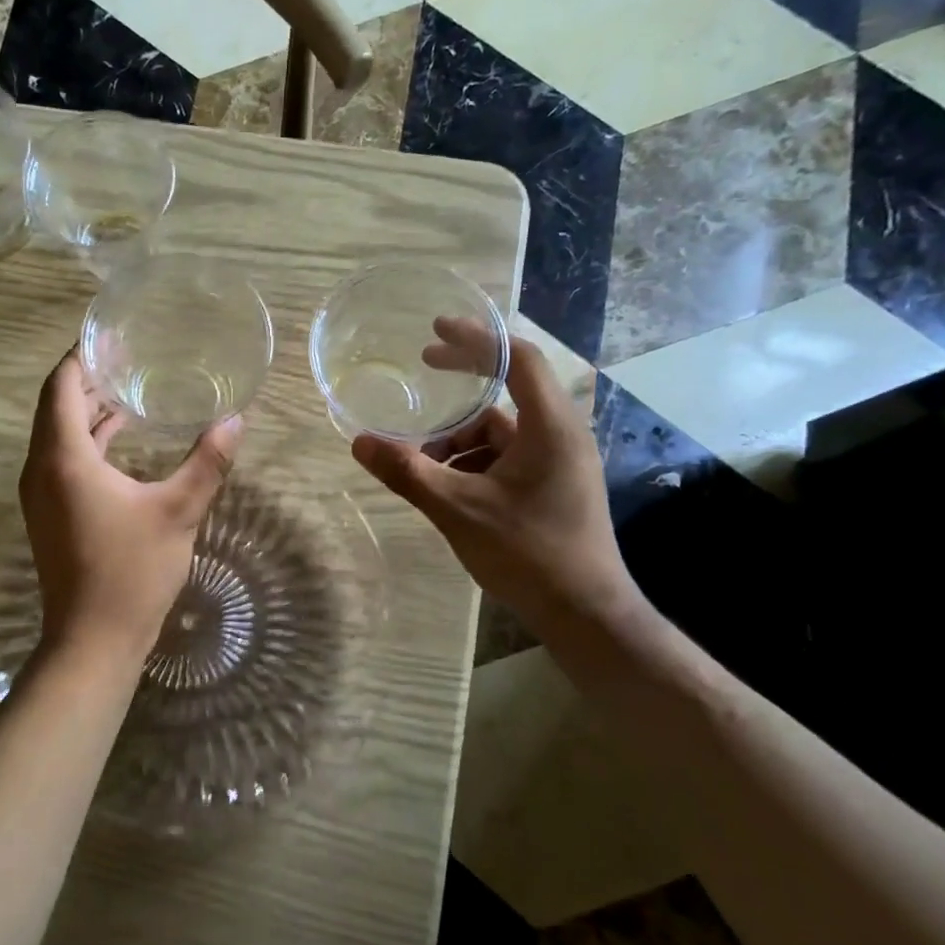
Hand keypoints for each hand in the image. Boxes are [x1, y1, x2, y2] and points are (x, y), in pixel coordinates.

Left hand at [19, 351, 242, 663]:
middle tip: (126, 356)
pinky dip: (87, 441)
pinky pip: (61, 460)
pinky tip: (120, 439)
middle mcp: (40, 469)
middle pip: (55, 406)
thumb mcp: (178, 512)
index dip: (81, 356)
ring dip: (87, 410)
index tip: (111, 336)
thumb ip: (207, 462)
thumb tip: (235, 420)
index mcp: (63, 458)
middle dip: (87, 378)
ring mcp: (39, 494)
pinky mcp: (48, 514)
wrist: (93, 640)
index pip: (61, 386)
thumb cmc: (131, 572)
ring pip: (57, 435)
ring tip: (128, 388)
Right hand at [350, 319, 639, 636]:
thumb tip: (360, 442)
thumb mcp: (457, 509)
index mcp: (548, 427)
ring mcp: (560, 464)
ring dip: (459, 440)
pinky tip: (445, 489)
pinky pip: (508, 459)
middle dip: (458, 392)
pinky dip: (473, 463)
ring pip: (501, 434)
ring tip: (420, 463)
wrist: (584, 613)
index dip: (476, 339)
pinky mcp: (554, 488)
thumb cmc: (527, 553)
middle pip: (505, 396)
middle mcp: (560, 435)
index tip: (435, 331)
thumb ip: (408, 472)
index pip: (517, 358)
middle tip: (421, 376)